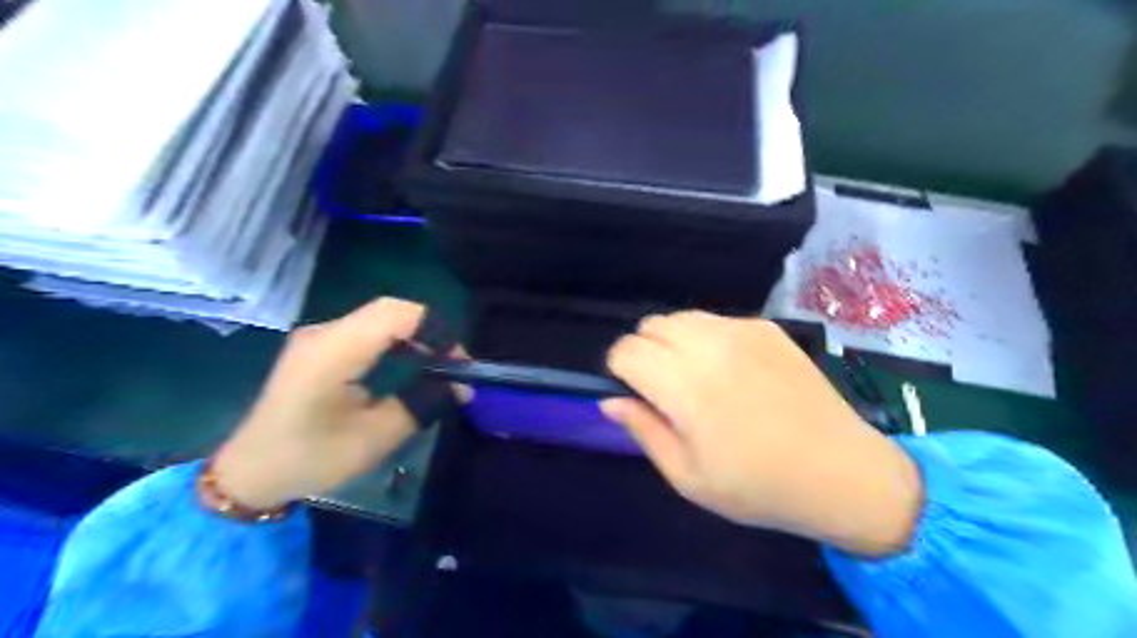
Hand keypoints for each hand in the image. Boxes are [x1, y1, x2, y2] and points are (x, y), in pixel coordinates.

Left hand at [210, 297, 457, 509]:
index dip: (436, 329)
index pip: (396, 313)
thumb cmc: (311, 458)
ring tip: (437, 366)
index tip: (458, 362)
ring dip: (415, 336)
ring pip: (380, 318)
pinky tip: (408, 365)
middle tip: (453, 365)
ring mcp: (318, 337)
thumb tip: (463, 389)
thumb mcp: (375, 438)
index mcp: (334, 351)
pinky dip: (396, 342)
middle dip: (430, 332)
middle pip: (390, 311)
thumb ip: (423, 405)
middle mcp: (324, 332)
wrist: (249, 473)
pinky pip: (366, 331)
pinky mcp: (318, 347)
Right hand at [604, 312, 922, 556]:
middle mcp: (709, 346)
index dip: (620, 370)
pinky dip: (706, 338)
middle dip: (644, 353)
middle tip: (665, 390)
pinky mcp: (766, 328)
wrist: (842, 472)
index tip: (636, 394)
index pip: (626, 350)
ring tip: (695, 377)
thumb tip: (610, 401)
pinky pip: (716, 321)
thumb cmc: (758, 486)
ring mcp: (742, 330)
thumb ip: (643, 430)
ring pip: (681, 317)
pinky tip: (731, 370)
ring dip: (673, 341)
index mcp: (685, 385)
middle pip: (650, 326)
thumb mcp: (688, 476)